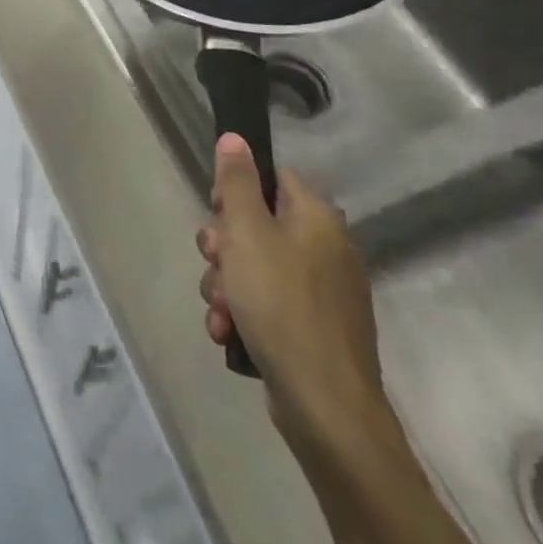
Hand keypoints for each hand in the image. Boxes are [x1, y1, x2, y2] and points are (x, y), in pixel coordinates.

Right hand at [196, 133, 392, 458]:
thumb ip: (237, 182)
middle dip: (223, 249)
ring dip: (226, 285)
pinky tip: (229, 333)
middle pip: (257, 225)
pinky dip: (245, 314)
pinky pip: (268, 304)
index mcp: (317, 217)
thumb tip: (235, 137)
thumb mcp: (247, 234)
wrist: (325, 407)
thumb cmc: (281, 304)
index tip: (218, 218)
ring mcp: (324, 292)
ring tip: (220, 310)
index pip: (271, 179)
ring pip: (256, 268)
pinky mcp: (316, 329)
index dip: (235, 194)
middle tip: (216, 267)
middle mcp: (327, 248)